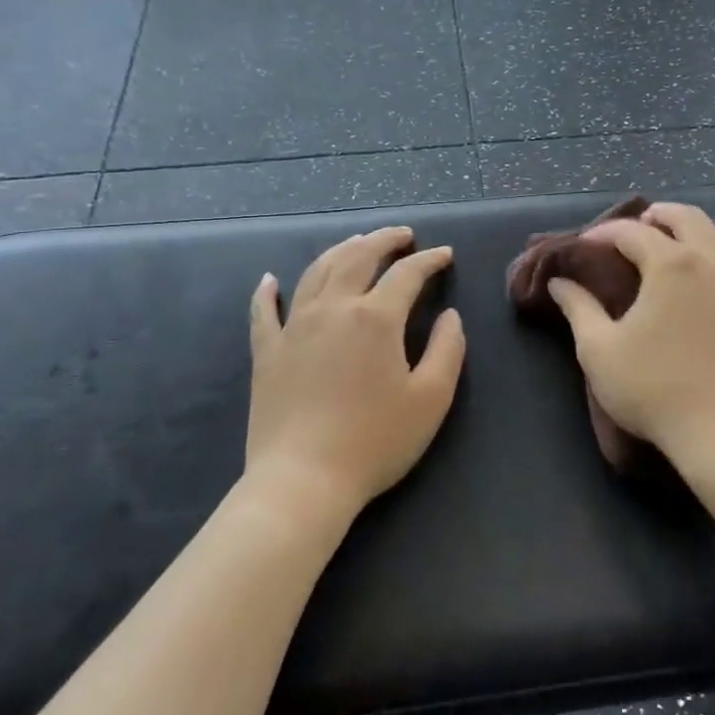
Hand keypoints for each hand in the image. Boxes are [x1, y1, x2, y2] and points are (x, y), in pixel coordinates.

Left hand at [246, 226, 464, 521]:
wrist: (304, 480)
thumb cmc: (376, 441)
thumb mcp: (431, 399)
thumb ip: (448, 350)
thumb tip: (450, 316)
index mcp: (376, 318)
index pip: (407, 274)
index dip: (430, 260)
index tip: (445, 255)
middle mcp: (333, 308)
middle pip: (358, 257)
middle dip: (384, 240)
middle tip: (402, 235)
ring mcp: (294, 327)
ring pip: (316, 272)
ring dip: (340, 250)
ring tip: (357, 242)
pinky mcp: (267, 351)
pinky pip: (264, 311)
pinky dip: (268, 291)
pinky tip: (270, 279)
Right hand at [547, 203, 714, 460]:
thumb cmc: (656, 390)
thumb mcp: (600, 351)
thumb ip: (579, 309)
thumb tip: (560, 282)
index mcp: (671, 264)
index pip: (632, 231)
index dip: (605, 232)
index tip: (587, 244)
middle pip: (689, 218)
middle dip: (660, 216)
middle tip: (642, 225)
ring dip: (707, 233)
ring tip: (691, 247)